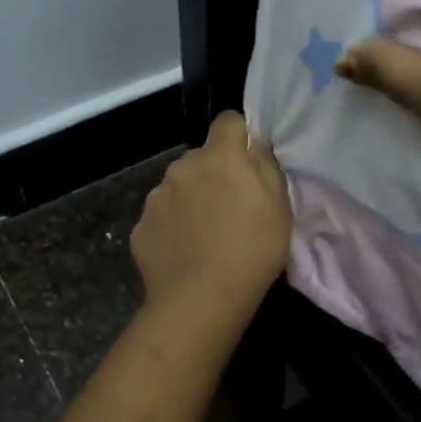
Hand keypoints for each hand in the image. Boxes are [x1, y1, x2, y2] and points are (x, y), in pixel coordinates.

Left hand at [131, 112, 290, 328]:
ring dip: (190, 199)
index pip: (228, 121)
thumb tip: (256, 145)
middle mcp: (183, 167)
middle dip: (214, 172)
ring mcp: (157, 196)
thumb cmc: (252, 251)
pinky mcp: (140, 226)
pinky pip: (161, 217)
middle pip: (201, 157)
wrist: (200, 299)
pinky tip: (184, 253)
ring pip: (178, 186)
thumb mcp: (280, 207)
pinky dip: (172, 227)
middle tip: (230, 207)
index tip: (249, 160)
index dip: (240, 135)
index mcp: (220, 157)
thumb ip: (267, 167)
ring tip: (204, 235)